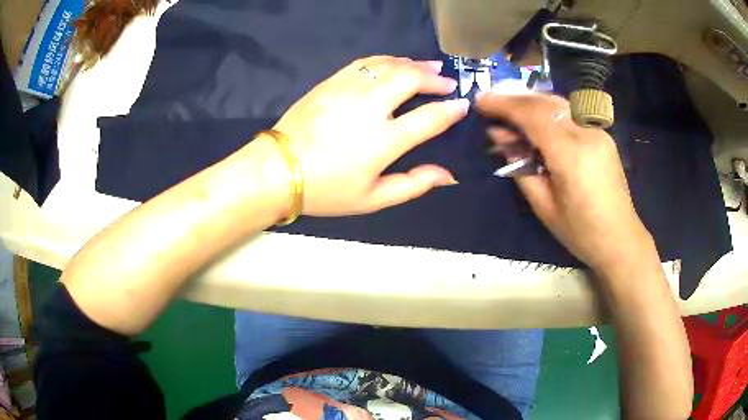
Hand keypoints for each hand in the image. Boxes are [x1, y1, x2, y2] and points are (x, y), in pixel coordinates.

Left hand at [267, 56, 468, 215]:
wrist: (276, 171)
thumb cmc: (326, 190)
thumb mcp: (372, 199)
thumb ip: (413, 185)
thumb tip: (448, 175)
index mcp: (383, 141)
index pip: (429, 118)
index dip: (451, 109)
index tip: (462, 104)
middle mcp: (369, 108)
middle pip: (410, 79)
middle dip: (434, 77)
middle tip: (445, 81)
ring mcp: (347, 91)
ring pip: (387, 65)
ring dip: (412, 63)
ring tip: (427, 66)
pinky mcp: (329, 83)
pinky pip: (363, 63)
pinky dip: (384, 60)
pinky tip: (393, 63)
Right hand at [476, 92, 655, 272]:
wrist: (619, 238)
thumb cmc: (580, 231)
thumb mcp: (543, 205)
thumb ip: (519, 166)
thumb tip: (499, 135)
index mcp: (570, 156)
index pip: (532, 115)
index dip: (503, 104)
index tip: (481, 101)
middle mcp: (586, 134)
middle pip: (544, 102)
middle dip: (514, 98)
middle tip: (490, 101)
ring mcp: (597, 131)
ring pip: (558, 103)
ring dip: (530, 101)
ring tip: (509, 107)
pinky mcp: (602, 134)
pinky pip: (570, 112)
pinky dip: (547, 109)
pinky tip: (536, 117)